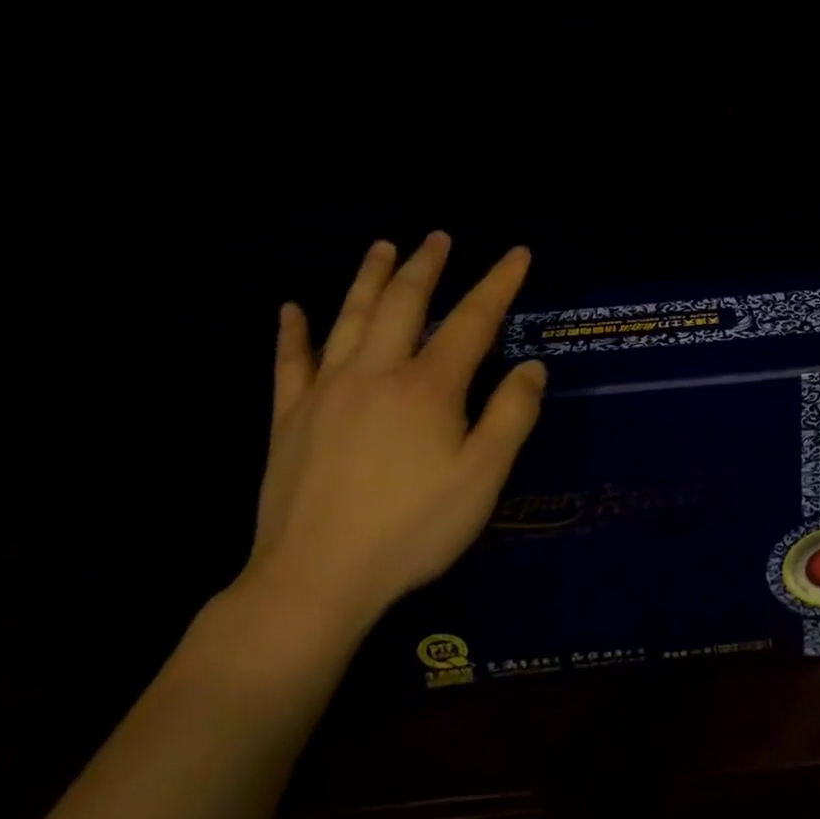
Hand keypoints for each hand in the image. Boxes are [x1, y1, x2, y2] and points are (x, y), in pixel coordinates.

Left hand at [239, 234, 545, 635]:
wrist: (314, 581)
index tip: (518, 253)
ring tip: (382, 246)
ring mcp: (326, 392)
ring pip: (349, 319)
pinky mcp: (288, 419)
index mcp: (428, 387)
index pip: (472, 321)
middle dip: (426, 265)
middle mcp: (376, 373)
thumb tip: (531, 366)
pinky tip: (290, 309)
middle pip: (404, 303)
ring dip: (369, 278)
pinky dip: (292, 333)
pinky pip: (290, 363)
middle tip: (439, 237)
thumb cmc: (412, 529)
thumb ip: (511, 415)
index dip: (498, 283)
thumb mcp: (483, 477)